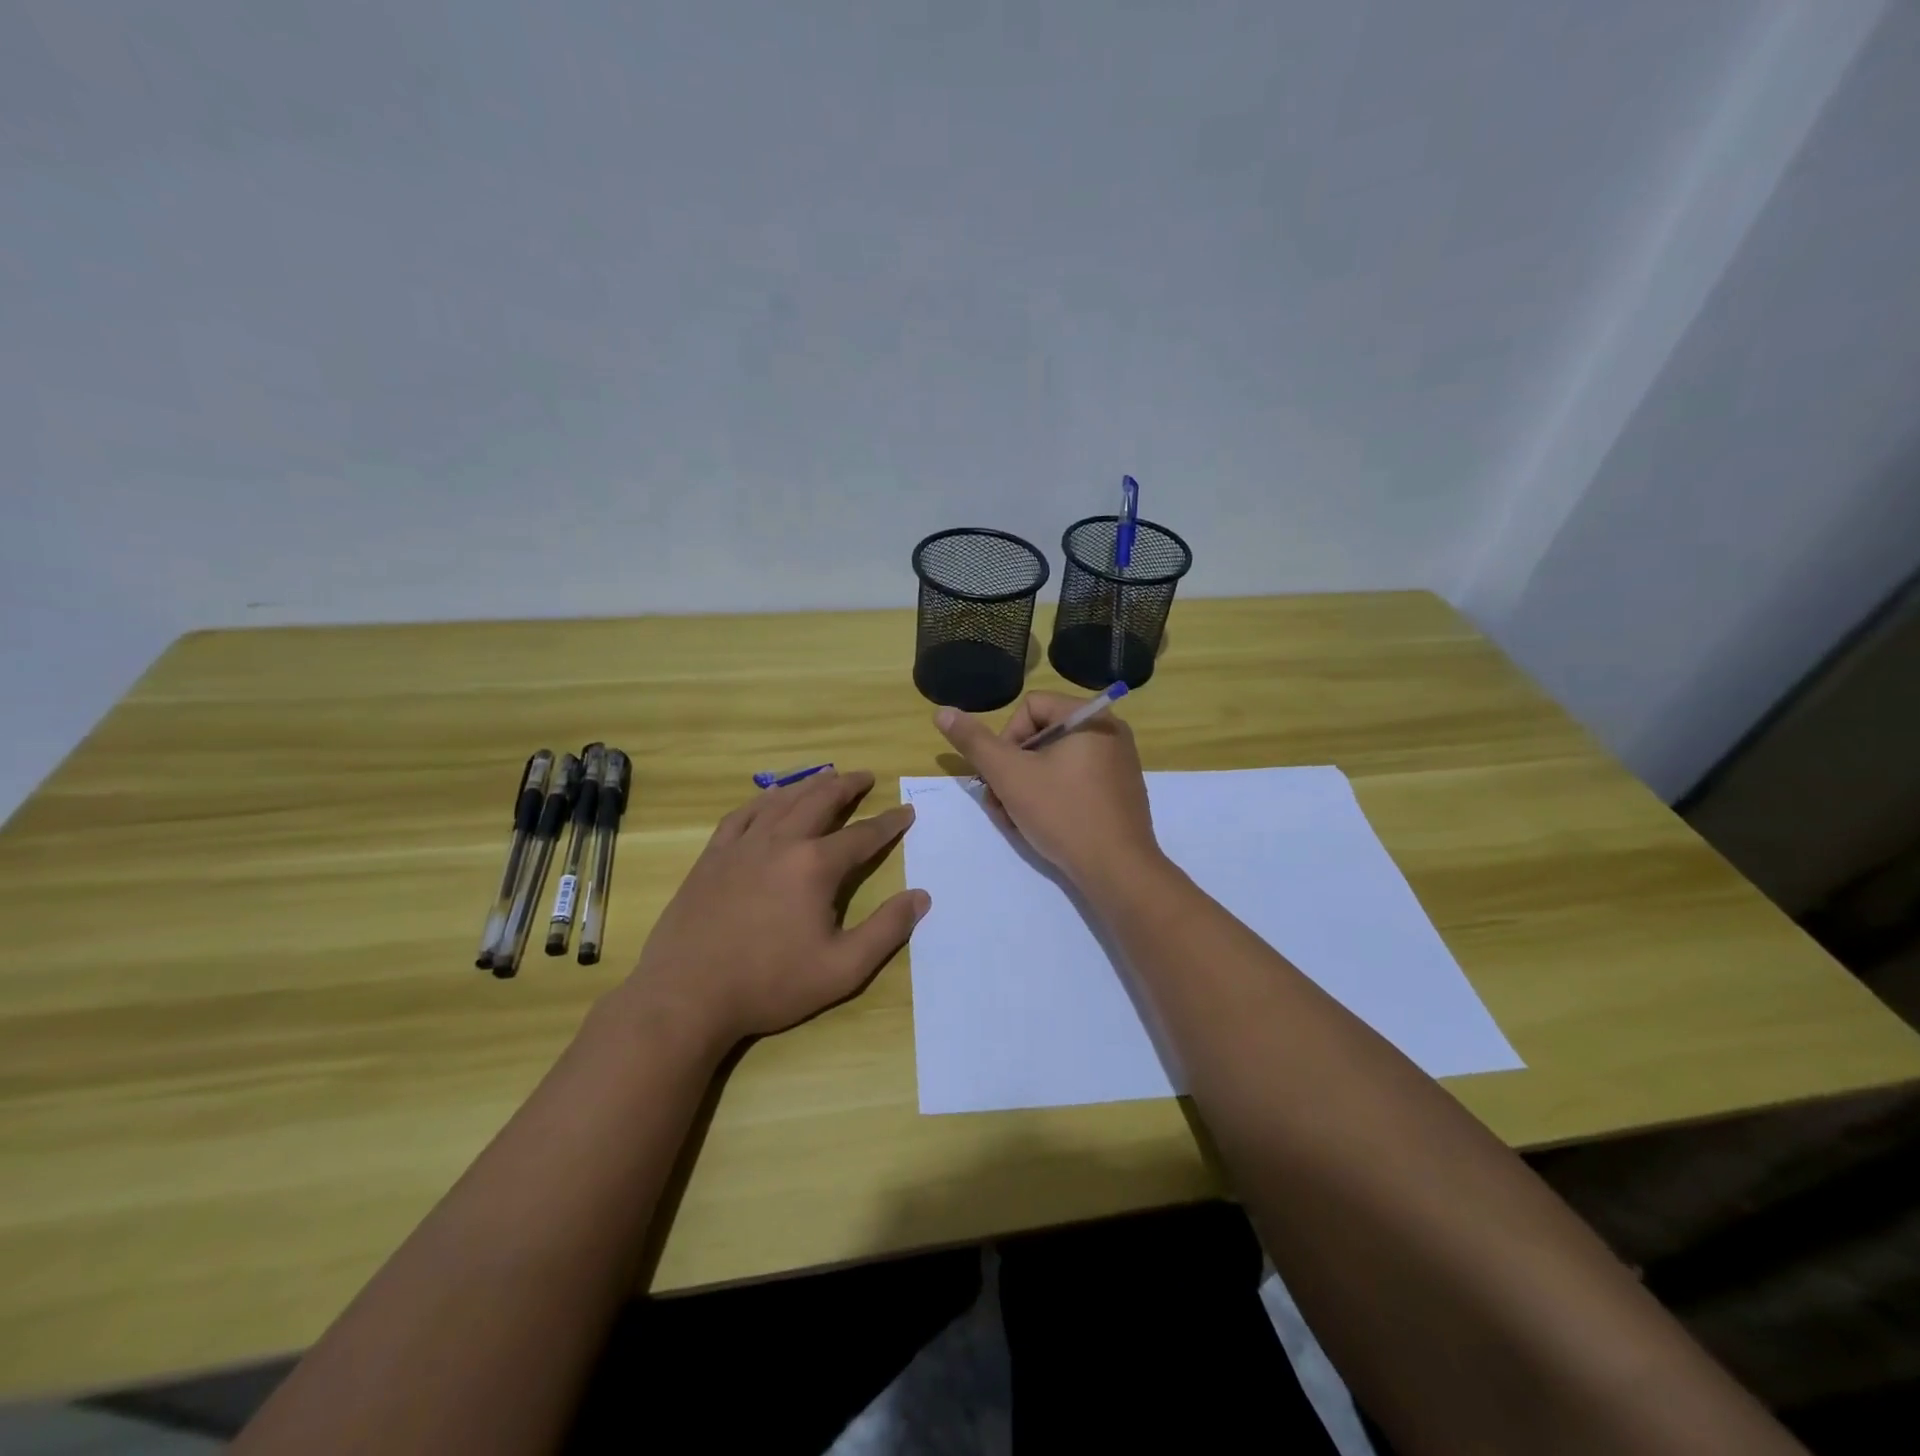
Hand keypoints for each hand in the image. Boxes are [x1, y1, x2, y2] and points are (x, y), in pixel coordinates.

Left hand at [618, 770, 926, 1048]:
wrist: (686, 995)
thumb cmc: (769, 984)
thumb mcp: (842, 969)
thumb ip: (886, 930)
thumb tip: (921, 897)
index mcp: (815, 866)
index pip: (863, 835)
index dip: (889, 823)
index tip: (907, 811)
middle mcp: (781, 842)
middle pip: (820, 801)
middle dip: (848, 785)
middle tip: (866, 776)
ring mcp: (742, 846)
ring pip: (782, 801)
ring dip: (809, 785)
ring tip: (827, 776)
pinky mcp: (712, 857)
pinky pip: (742, 815)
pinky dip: (762, 800)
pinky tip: (769, 799)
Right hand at [934, 692, 1161, 890]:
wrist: (1117, 870)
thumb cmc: (1062, 813)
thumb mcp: (1009, 775)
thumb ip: (974, 742)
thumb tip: (942, 712)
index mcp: (1091, 717)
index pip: (1030, 707)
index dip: (1006, 739)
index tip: (1001, 775)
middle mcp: (1110, 732)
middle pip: (1042, 735)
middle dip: (1013, 769)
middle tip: (1000, 802)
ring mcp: (1118, 764)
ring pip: (1055, 762)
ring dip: (1026, 786)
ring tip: (1015, 819)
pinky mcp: (1120, 793)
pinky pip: (1075, 781)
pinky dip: (1052, 797)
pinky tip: (1041, 825)